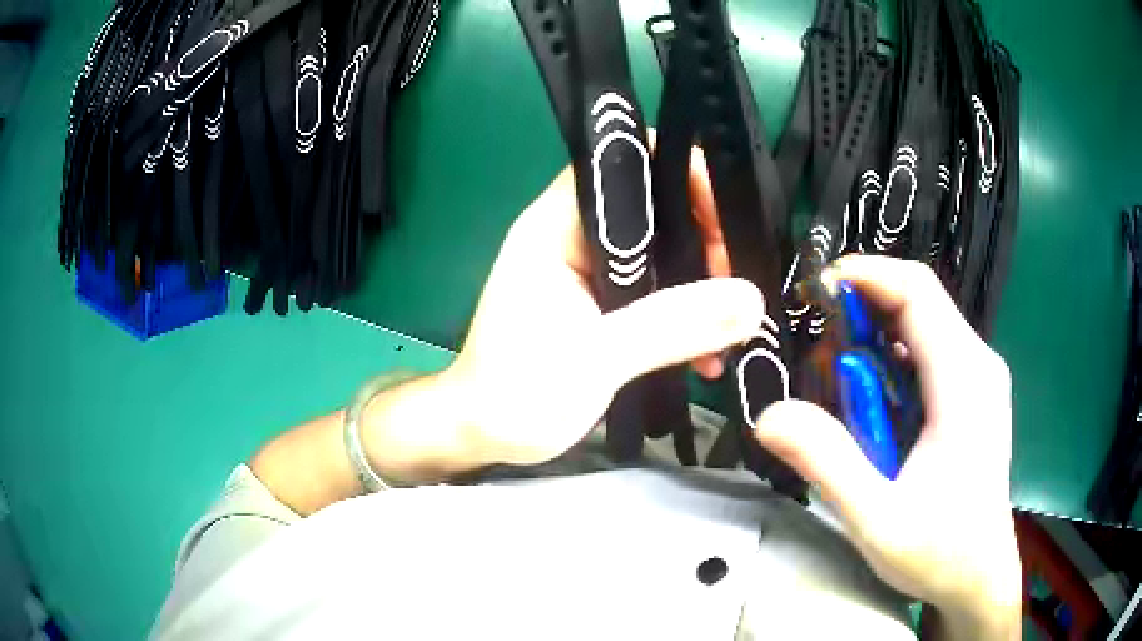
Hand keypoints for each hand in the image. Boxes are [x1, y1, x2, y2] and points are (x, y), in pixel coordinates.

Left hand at [442, 162, 762, 466]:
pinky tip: (707, 356)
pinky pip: (658, 290)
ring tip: (731, 328)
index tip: (726, 223)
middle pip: (654, 206)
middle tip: (736, 286)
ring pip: (662, 251)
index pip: (624, 164)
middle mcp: (575, 235)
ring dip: (702, 284)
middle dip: (706, 238)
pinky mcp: (603, 303)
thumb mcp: (596, 360)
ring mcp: (589, 270)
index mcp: (557, 226)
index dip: (680, 175)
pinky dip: (686, 314)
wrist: (482, 435)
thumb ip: (672, 325)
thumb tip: (750, 299)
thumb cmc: (517, 394)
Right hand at [751, 256, 1020, 638]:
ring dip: (874, 338)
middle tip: (814, 348)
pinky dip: (891, 361)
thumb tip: (770, 413)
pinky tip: (872, 404)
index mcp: (964, 380)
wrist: (978, 575)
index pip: (917, 291)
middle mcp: (977, 363)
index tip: (814, 293)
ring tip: (836, 382)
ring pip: (922, 325)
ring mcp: (978, 376)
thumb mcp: (877, 519)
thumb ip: (827, 463)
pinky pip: (928, 352)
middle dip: (862, 310)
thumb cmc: (939, 552)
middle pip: (918, 301)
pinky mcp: (972, 392)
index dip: (865, 276)